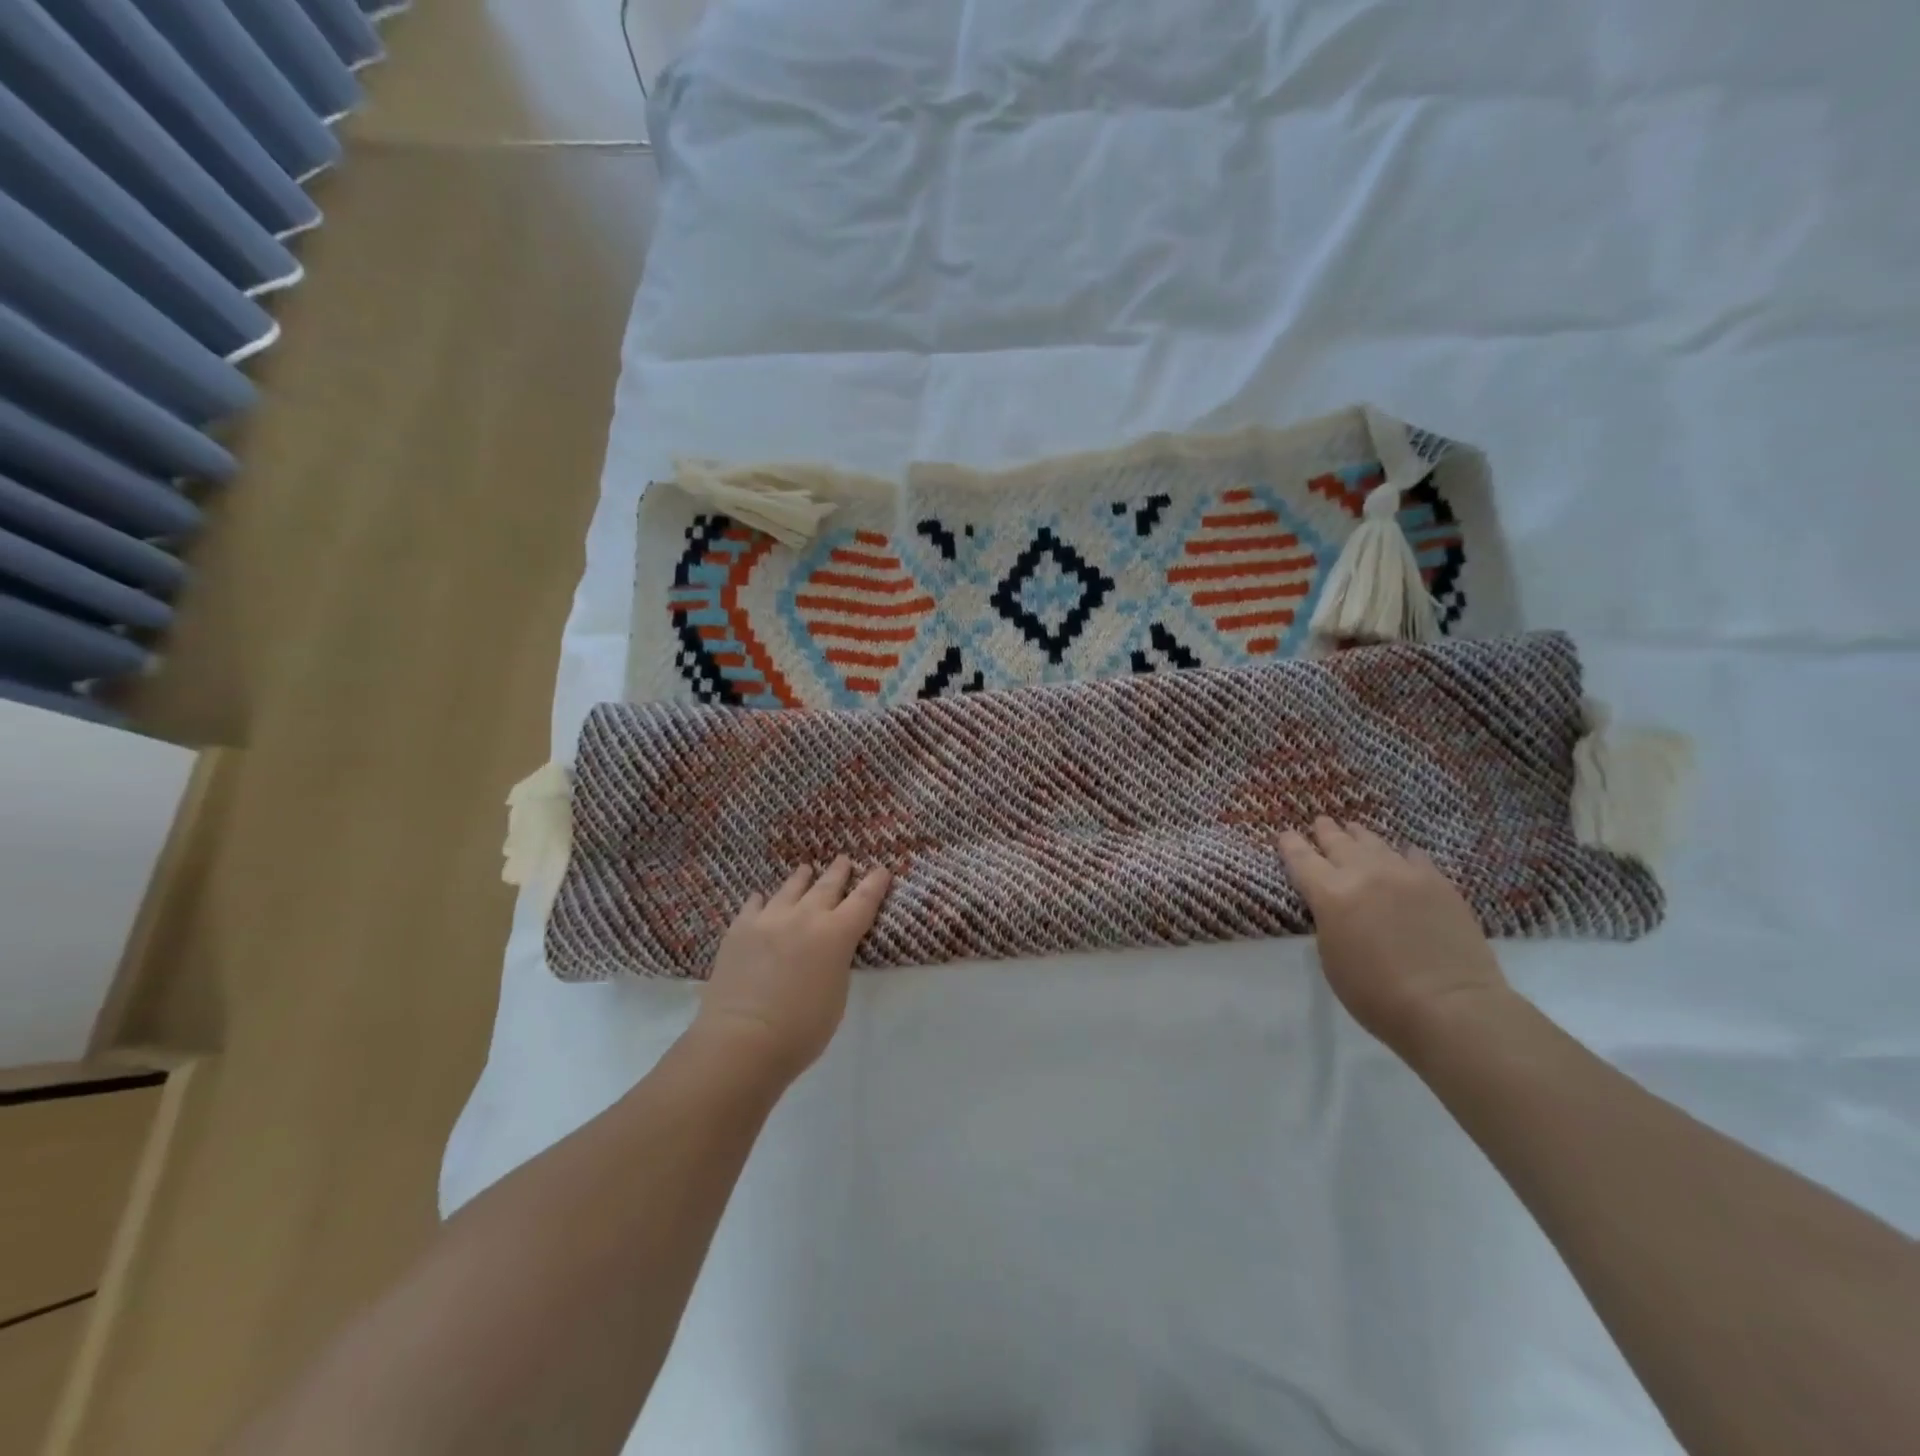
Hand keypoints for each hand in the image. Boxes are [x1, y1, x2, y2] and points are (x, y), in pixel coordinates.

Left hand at [693, 856, 890, 1083]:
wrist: (742, 1039)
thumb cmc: (801, 1030)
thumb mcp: (836, 996)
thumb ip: (835, 964)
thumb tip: (827, 951)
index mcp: (836, 935)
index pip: (863, 901)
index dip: (875, 884)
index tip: (881, 870)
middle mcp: (805, 917)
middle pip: (827, 886)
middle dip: (838, 872)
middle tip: (844, 859)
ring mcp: (769, 919)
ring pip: (790, 889)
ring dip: (802, 878)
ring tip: (806, 869)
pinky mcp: (739, 929)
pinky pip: (754, 905)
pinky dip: (762, 900)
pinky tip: (761, 898)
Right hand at [1278, 817, 1509, 1056]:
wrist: (1450, 1006)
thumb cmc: (1376, 994)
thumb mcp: (1331, 958)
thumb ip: (1328, 921)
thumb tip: (1335, 906)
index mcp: (1330, 893)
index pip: (1301, 858)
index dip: (1290, 844)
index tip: (1285, 834)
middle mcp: (1364, 873)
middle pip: (1338, 842)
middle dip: (1325, 832)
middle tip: (1320, 822)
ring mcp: (1404, 874)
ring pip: (1374, 842)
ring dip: (1359, 836)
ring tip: (1353, 829)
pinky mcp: (1438, 883)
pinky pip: (1413, 856)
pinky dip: (1400, 853)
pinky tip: (1401, 854)